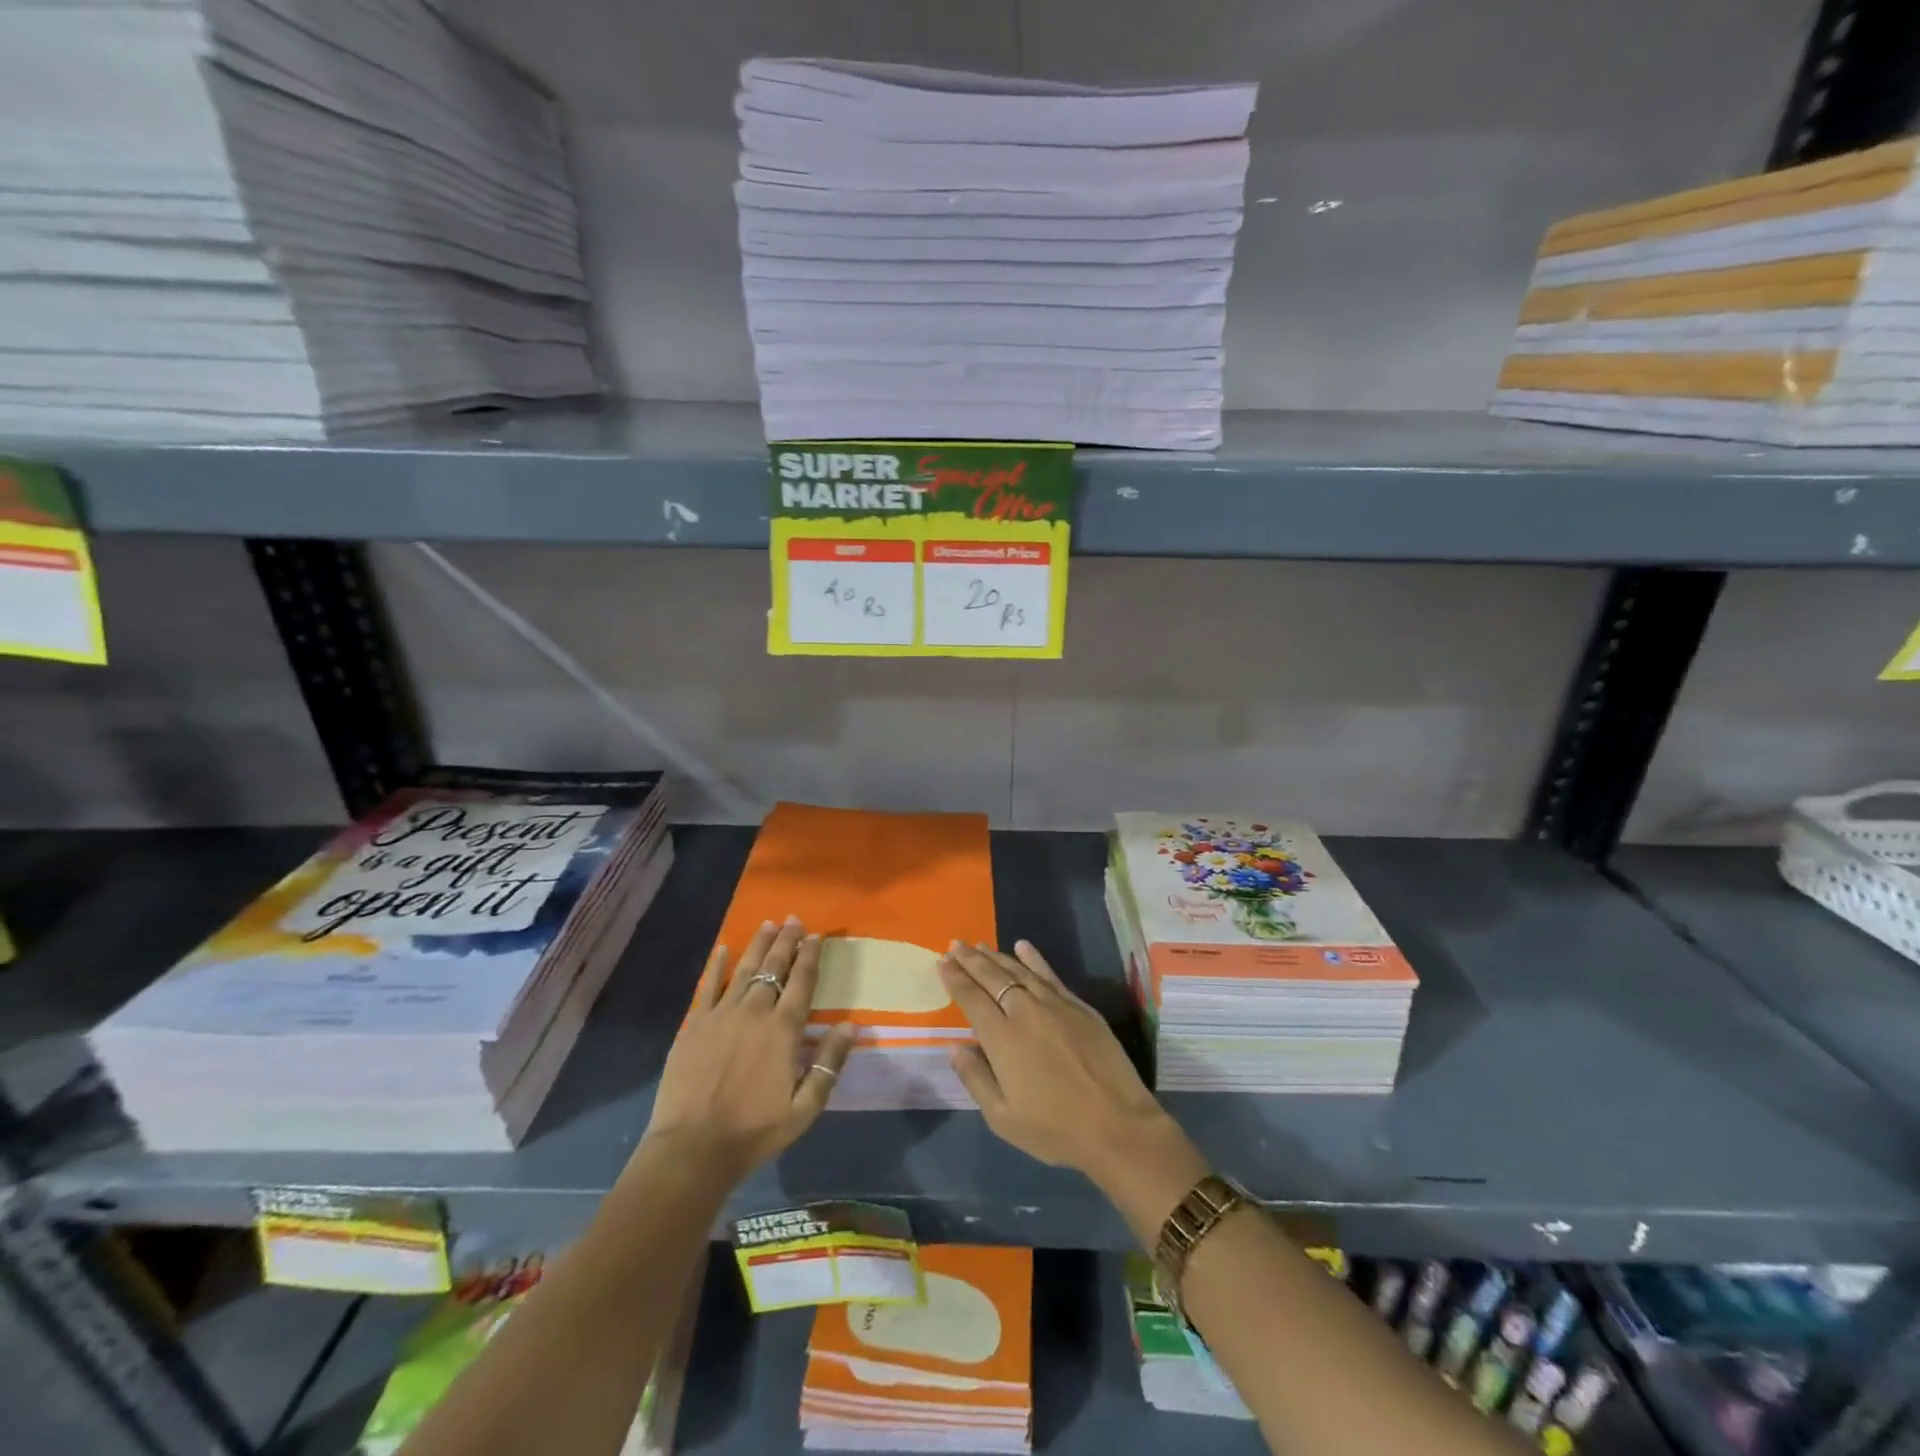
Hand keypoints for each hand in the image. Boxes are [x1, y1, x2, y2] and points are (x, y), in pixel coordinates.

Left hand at [645, 917, 857, 1179]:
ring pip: (744, 970)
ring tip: (768, 924)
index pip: (801, 982)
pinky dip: (716, 965)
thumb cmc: (754, 1131)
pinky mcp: (694, 1025)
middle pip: (773, 968)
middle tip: (794, 919)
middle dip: (786, 942)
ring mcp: (721, 1015)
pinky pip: (707, 986)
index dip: (810, 957)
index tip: (816, 936)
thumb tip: (852, 1025)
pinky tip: (723, 948)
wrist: (693, 1148)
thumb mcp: (804, 1107)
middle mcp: (754, 1012)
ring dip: (757, 945)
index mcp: (783, 1030)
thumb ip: (829, 1064)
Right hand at [939, 940, 1197, 1193]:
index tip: (942, 961)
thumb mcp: (1003, 1118)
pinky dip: (1034, 959)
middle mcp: (1025, 1012)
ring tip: (979, 945)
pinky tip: (1022, 946)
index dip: (955, 979)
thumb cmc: (1055, 1128)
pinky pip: (1050, 974)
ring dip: (996, 956)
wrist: (1117, 1125)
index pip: (972, 998)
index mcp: (1002, 1038)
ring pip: (1019, 971)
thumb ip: (975, 1078)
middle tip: (955, 944)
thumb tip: (955, 1046)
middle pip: (992, 978)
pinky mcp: (1079, 1006)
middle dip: (971, 960)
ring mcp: (1055, 1005)